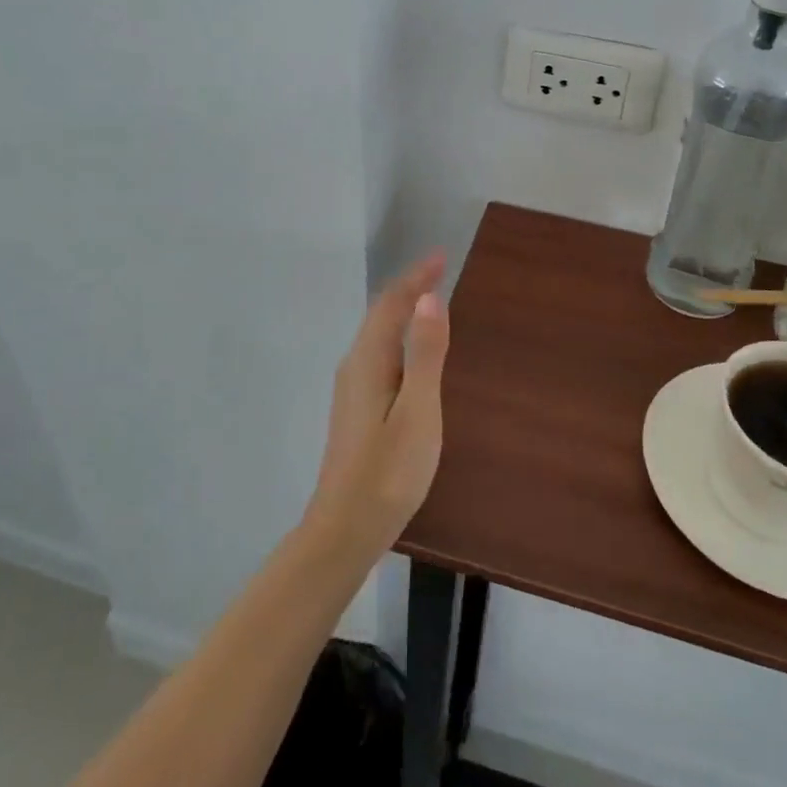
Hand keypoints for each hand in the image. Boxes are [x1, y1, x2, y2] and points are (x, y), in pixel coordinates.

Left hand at [306, 253, 450, 556]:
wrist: (345, 530)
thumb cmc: (388, 472)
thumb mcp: (418, 412)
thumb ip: (425, 355)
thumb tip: (430, 299)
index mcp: (369, 362)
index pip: (392, 304)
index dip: (416, 278)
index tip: (441, 257)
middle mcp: (355, 367)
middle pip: (381, 315)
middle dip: (409, 289)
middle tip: (439, 271)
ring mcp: (352, 390)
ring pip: (377, 335)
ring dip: (402, 312)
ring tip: (428, 300)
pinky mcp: (356, 410)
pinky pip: (379, 354)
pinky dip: (398, 336)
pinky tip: (411, 353)